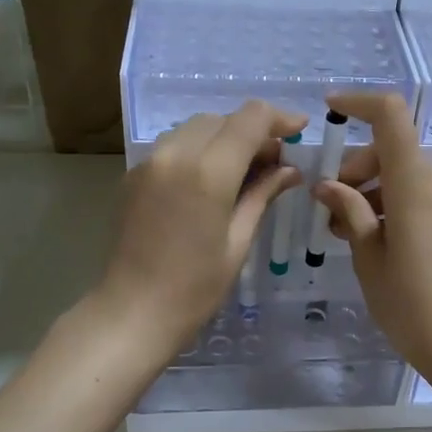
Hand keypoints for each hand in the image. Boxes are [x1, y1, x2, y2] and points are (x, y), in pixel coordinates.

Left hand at [97, 101, 304, 354]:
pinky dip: (200, 150)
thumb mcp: (239, 240)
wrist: (131, 312)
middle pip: (223, 118)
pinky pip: (174, 146)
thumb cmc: (195, 288)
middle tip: (275, 161)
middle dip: (253, 130)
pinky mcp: (133, 174)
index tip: (300, 130)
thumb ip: (263, 194)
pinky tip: (211, 181)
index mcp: (209, 171)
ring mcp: (149, 162)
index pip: (251, 118)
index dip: (280, 118)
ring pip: (196, 127)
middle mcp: (176, 154)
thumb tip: (290, 170)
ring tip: (245, 171)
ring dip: (225, 137)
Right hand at [314, 91, 431, 384]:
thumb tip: (328, 186)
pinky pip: (418, 195)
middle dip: (354, 169)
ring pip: (403, 175)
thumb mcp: (369, 258)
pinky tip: (372, 241)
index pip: (392, 117)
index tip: (330, 112)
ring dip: (370, 190)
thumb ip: (350, 212)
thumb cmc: (411, 304)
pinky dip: (390, 204)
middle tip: (329, 210)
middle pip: (391, 150)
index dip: (360, 103)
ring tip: (345, 233)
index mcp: (415, 185)